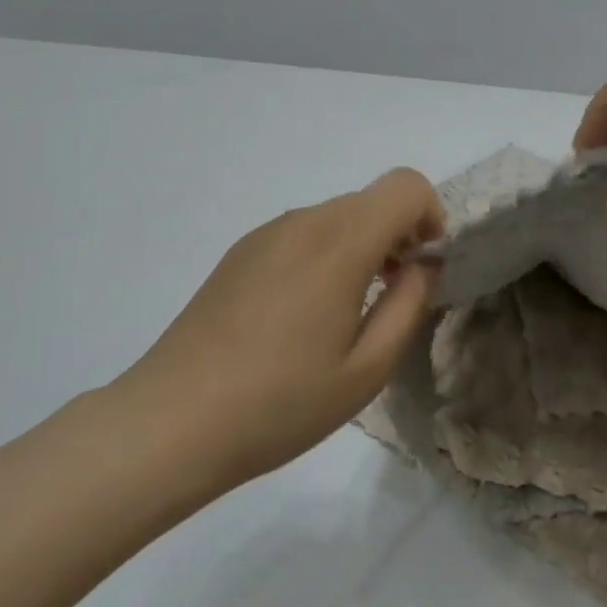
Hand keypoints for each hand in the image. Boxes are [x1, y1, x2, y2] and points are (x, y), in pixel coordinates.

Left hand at [125, 169, 443, 484]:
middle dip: (397, 236)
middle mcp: (302, 222)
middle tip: (391, 299)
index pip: (405, 186)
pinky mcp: (239, 253)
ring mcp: (265, 234)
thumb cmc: (282, 402)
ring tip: (344, 315)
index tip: (422, 270)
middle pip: (370, 201)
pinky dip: (323, 255)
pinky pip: (300, 235)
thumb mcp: (367, 369)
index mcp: (340, 242)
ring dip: (359, 247)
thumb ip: (408, 304)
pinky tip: (300, 317)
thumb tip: (423, 264)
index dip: (431, 218)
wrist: (175, 419)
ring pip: (335, 217)